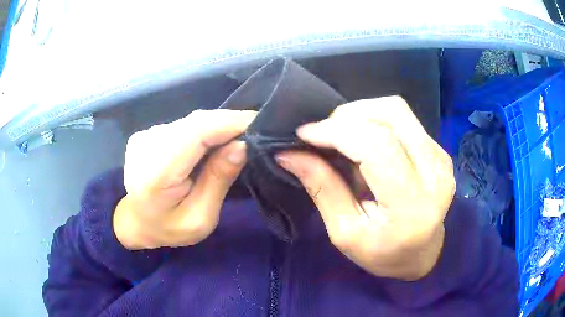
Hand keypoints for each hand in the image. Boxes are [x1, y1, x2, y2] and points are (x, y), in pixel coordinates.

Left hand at [114, 109, 255, 249]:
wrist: (136, 222)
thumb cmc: (168, 228)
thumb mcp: (200, 217)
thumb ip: (218, 180)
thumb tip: (242, 144)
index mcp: (155, 173)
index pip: (196, 133)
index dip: (231, 123)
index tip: (261, 123)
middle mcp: (146, 146)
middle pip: (196, 122)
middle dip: (229, 123)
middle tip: (256, 132)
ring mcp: (144, 136)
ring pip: (191, 121)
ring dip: (217, 126)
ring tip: (238, 138)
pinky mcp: (147, 132)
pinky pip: (183, 125)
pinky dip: (204, 130)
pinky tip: (213, 142)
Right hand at [276, 97, 454, 280]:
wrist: (421, 254)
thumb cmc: (382, 253)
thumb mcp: (344, 232)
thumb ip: (322, 188)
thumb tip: (289, 154)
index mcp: (411, 204)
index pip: (375, 145)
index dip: (335, 131)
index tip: (304, 134)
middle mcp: (434, 173)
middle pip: (390, 115)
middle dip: (347, 116)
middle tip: (323, 135)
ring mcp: (441, 157)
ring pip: (397, 110)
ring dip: (361, 114)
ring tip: (342, 136)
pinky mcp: (440, 151)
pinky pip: (404, 119)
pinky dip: (376, 121)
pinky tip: (365, 141)